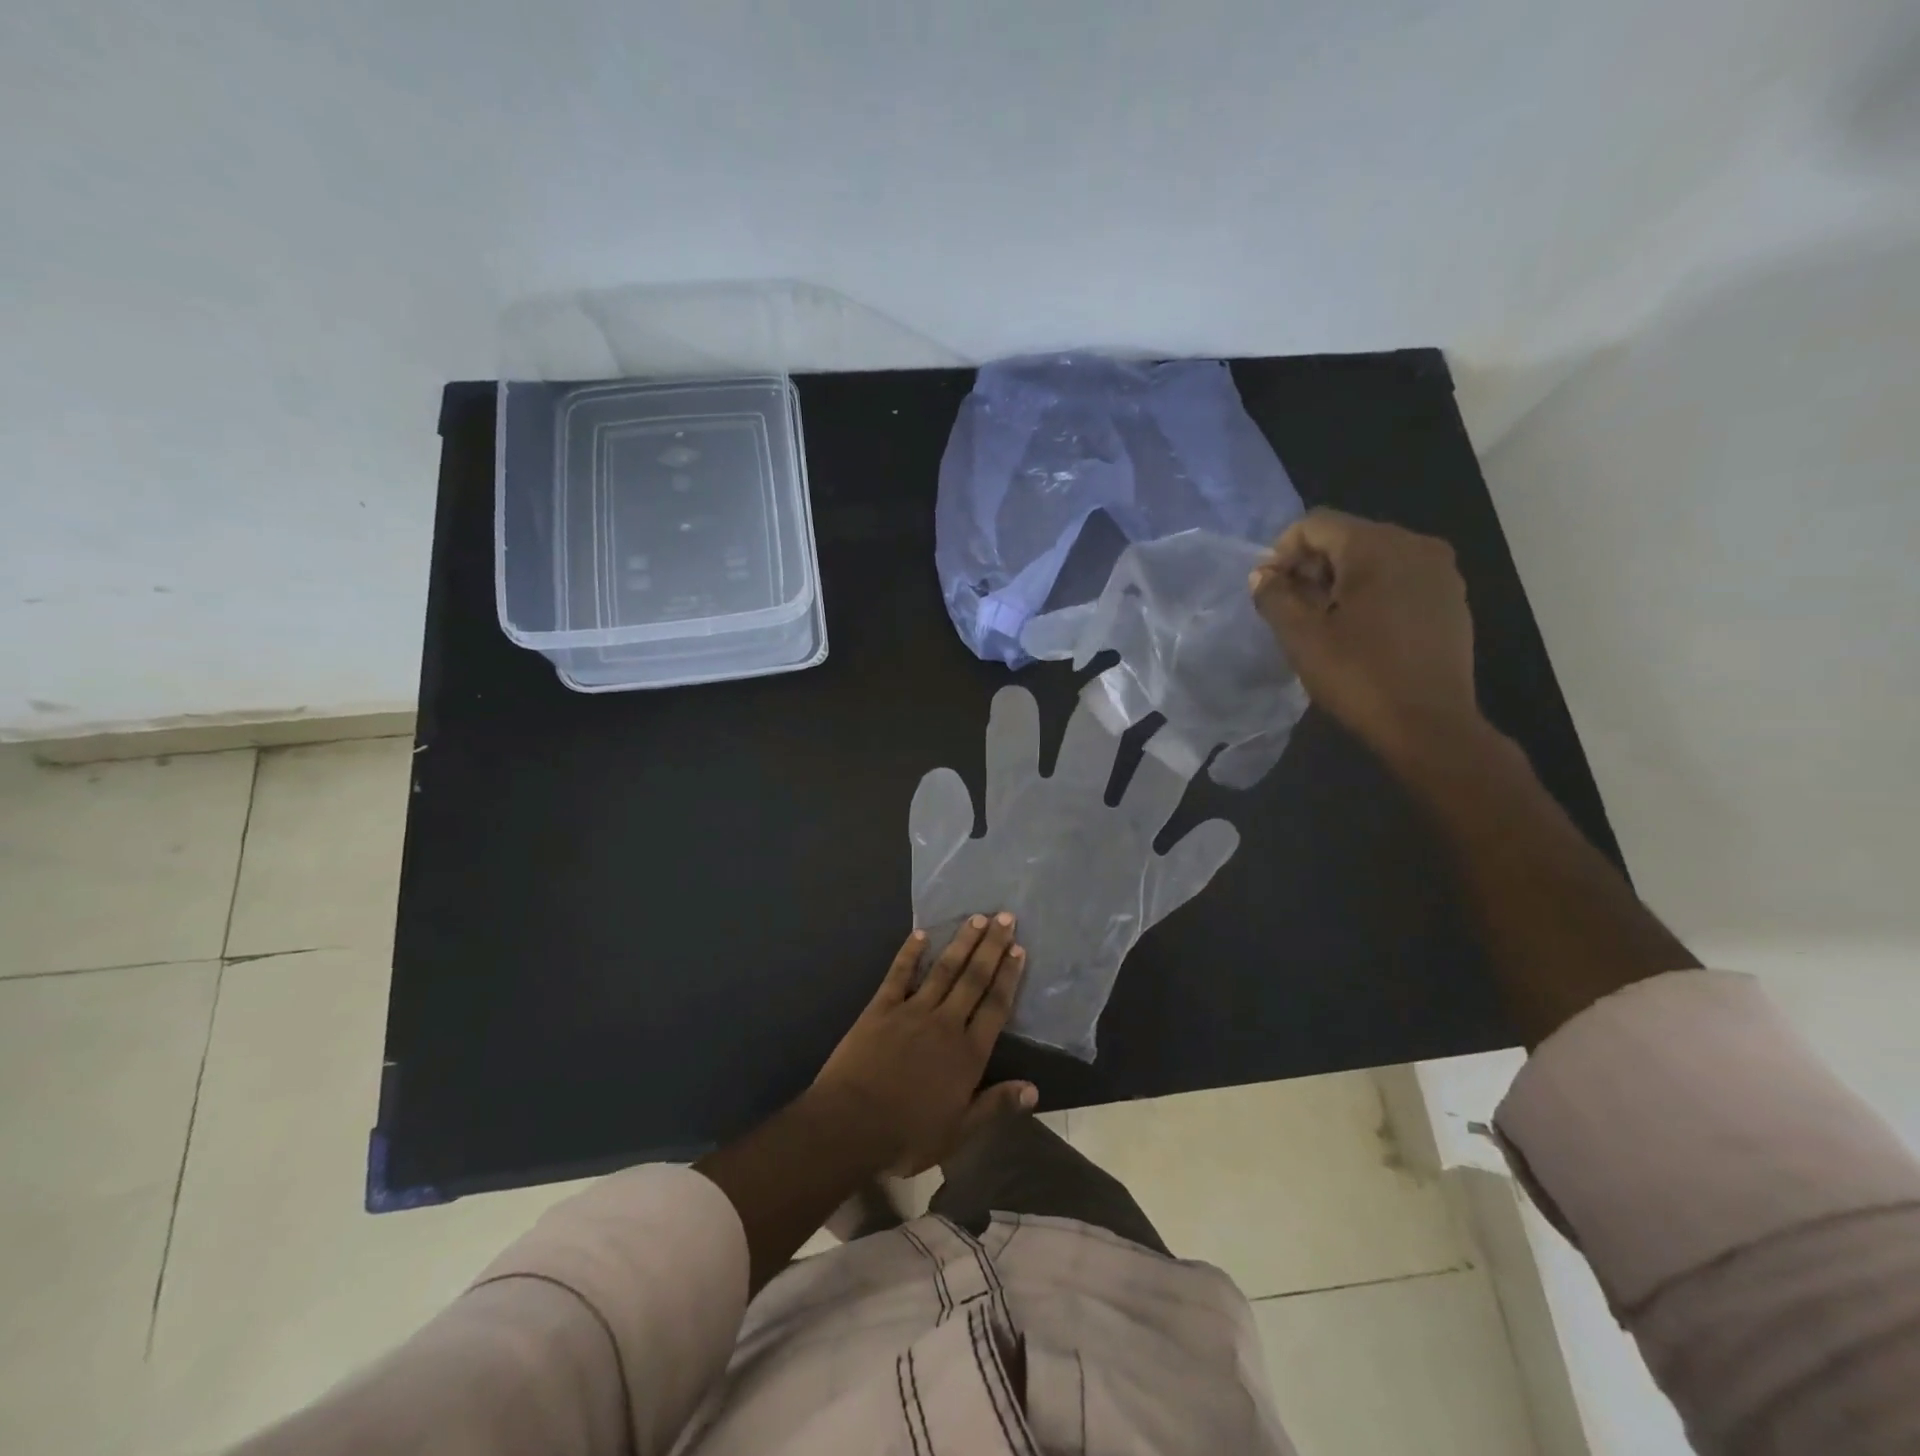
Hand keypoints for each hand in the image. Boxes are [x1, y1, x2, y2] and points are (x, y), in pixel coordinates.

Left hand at [811, 915, 1037, 1175]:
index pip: (995, 1006)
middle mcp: (945, 1023)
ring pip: (943, 969)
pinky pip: (899, 974)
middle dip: (992, 947)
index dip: (1008, 976)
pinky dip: (910, 952)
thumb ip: (995, 1106)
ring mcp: (912, 1011)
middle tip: (1006, 918)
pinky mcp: (881, 1007)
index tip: (1018, 949)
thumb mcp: (958, 1131)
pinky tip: (920, 934)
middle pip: (974, 978)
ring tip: (977, 918)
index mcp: (967, 1053)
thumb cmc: (907, 1135)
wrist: (850, 1125)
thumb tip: (1034, 1090)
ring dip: (961, 942)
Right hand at [1250, 508, 1481, 767]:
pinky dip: (1371, 594)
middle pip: (1346, 537)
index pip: (1314, 525)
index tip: (1269, 592)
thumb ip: (1274, 596)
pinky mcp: (1451, 598)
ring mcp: (1440, 571)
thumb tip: (1264, 575)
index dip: (1282, 553)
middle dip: (1311, 568)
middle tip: (1292, 611)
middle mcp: (1415, 544)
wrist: (1429, 725)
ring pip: (1373, 558)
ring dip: (1339, 582)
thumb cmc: (1359, 676)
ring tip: (1324, 624)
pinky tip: (1360, 632)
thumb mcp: (1301, 637)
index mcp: (1377, 546)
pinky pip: (1399, 578)